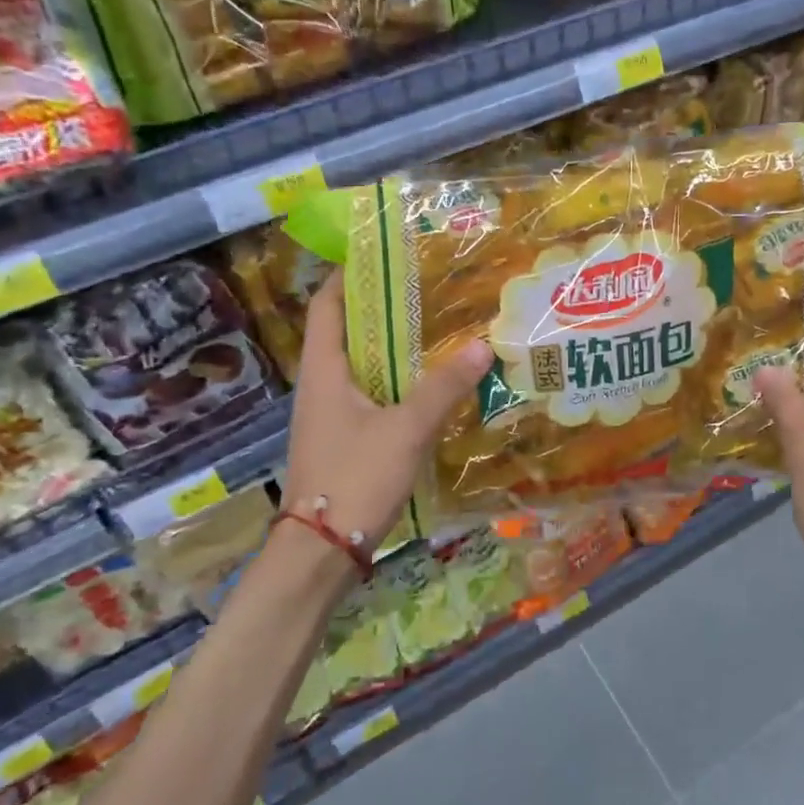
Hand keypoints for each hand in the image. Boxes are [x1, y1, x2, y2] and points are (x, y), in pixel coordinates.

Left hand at [279, 272, 492, 563]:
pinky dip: (396, 380)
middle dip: (383, 306)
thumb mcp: (405, 429)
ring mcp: (331, 413)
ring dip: (393, 345)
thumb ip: (444, 387)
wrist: (321, 551)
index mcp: (324, 369)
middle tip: (429, 287)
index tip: (386, 253)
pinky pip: (371, 393)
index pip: (327, 303)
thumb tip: (483, 345)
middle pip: (348, 330)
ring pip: (362, 364)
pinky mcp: (345, 438)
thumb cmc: (354, 478)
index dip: (349, 273)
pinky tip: (430, 383)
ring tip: (437, 327)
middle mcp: (322, 384)